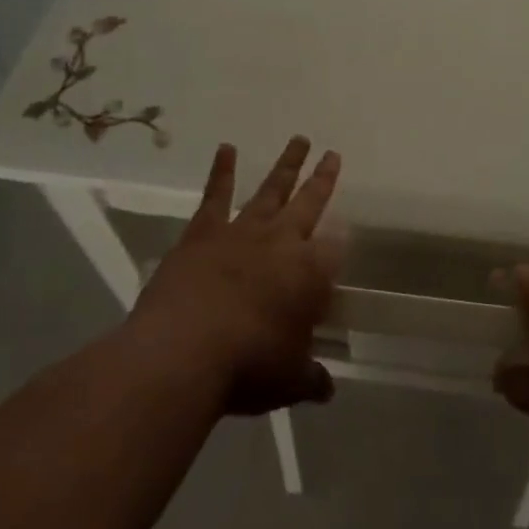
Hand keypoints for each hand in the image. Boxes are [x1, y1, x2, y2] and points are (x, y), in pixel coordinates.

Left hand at [133, 137, 344, 415]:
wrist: (182, 354)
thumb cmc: (247, 367)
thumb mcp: (288, 381)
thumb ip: (310, 379)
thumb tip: (327, 389)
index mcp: (310, 273)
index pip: (335, 249)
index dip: (341, 242)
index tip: (345, 235)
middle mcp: (282, 242)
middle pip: (310, 203)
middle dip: (323, 179)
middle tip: (333, 154)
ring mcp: (241, 232)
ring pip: (271, 190)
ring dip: (286, 166)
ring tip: (299, 139)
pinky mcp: (203, 233)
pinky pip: (216, 195)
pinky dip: (222, 171)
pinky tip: (226, 149)